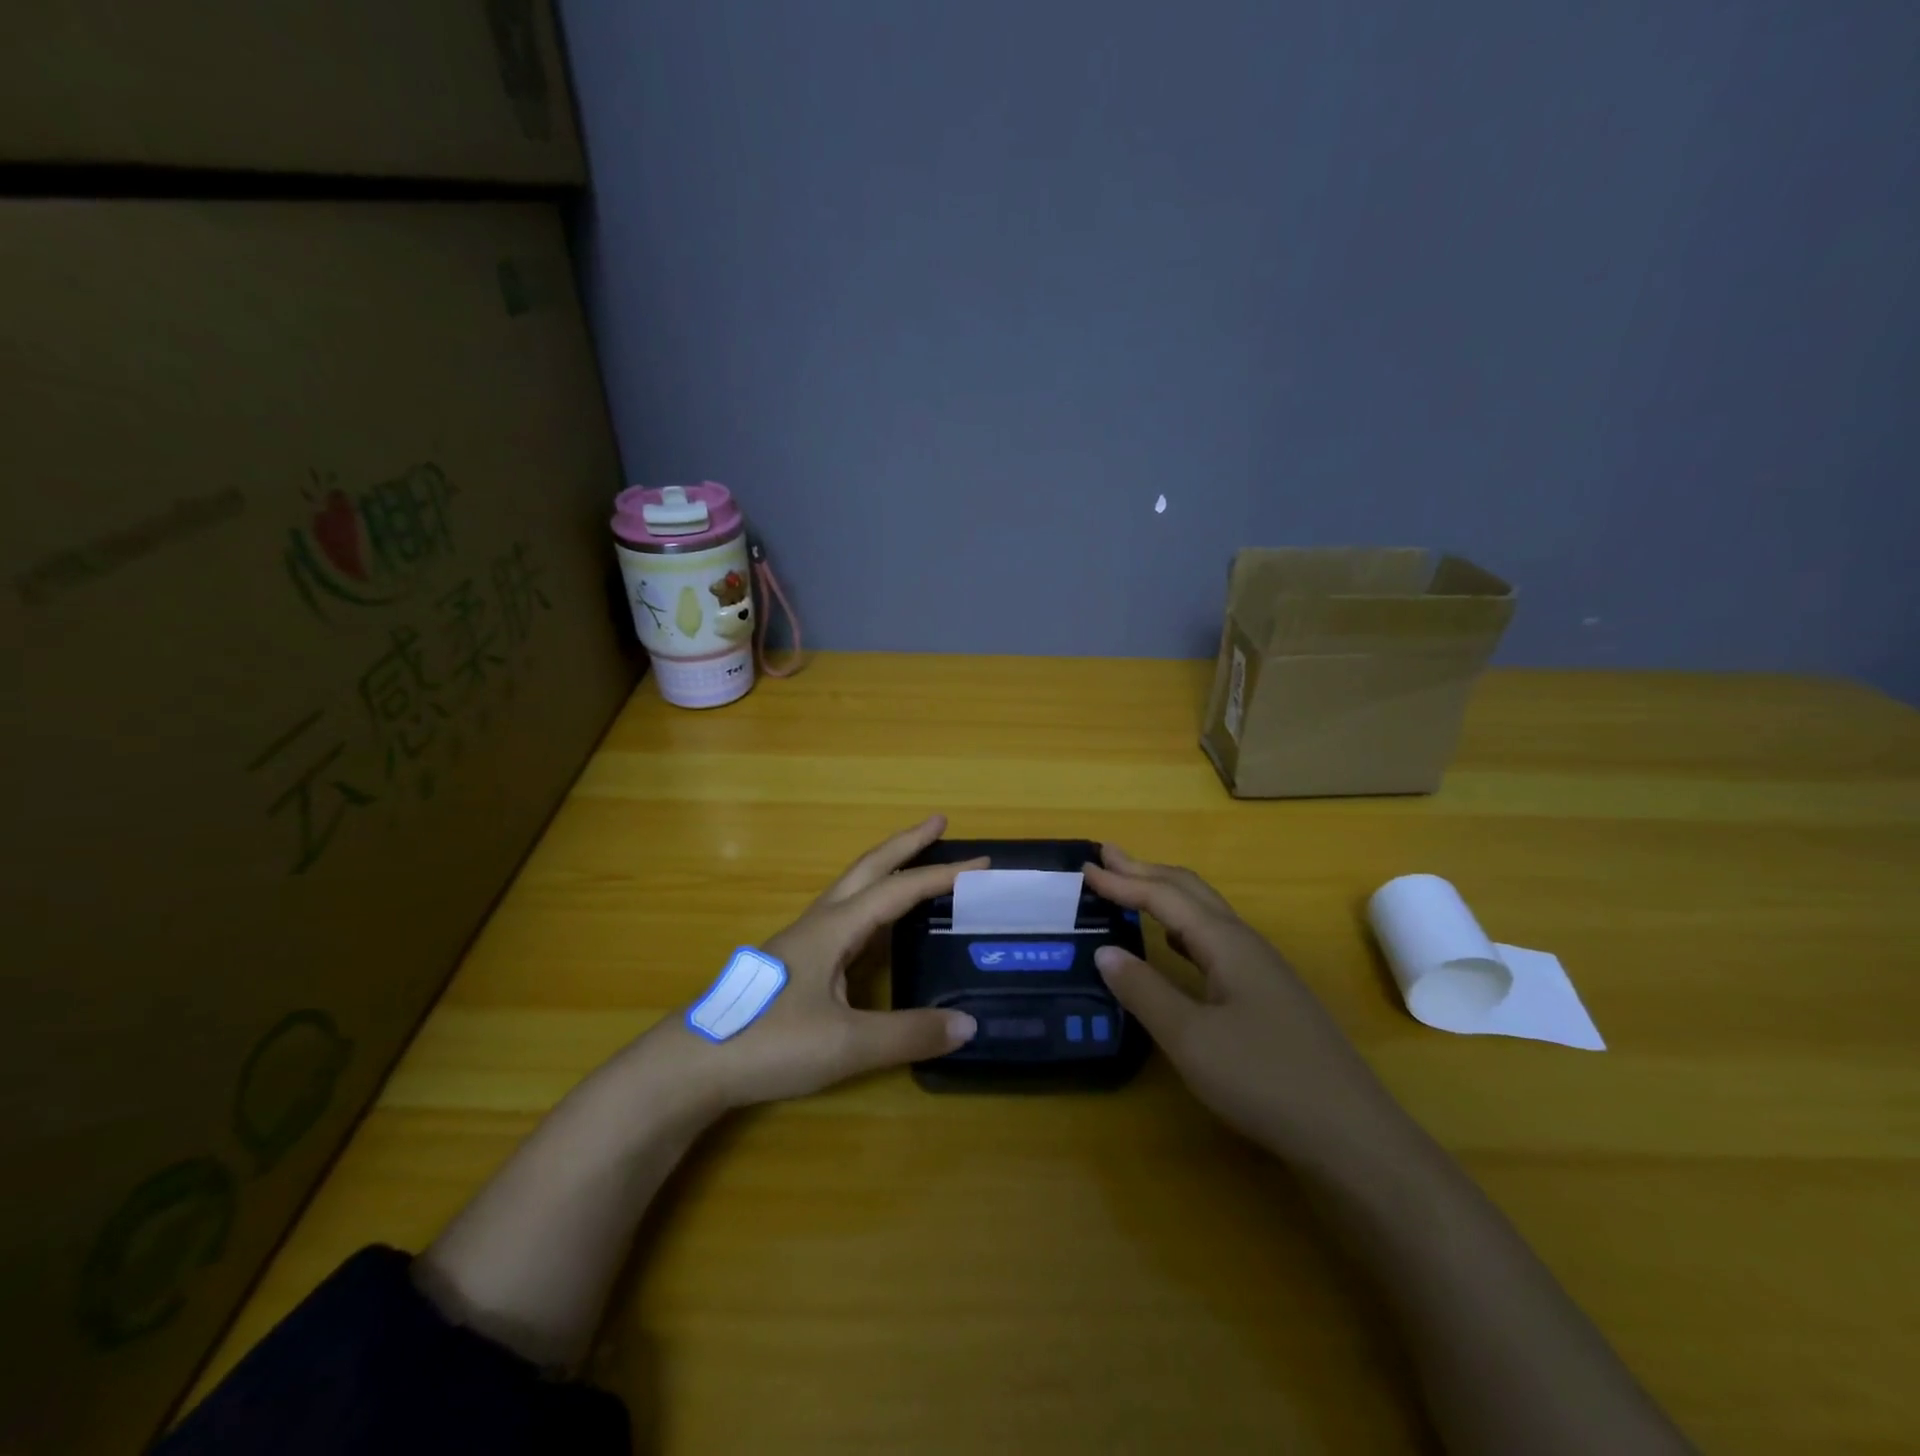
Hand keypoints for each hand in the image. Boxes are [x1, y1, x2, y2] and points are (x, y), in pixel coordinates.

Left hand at [664, 815, 982, 1109]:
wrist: (692, 1065)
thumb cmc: (769, 1043)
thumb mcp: (847, 1044)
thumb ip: (908, 1033)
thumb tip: (968, 1024)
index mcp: (834, 928)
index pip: (898, 890)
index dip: (942, 876)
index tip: (981, 864)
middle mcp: (819, 923)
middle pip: (868, 868)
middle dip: (906, 843)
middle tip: (939, 822)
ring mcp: (802, 941)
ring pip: (852, 889)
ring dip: (886, 870)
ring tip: (915, 867)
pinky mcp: (793, 963)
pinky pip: (843, 916)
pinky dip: (871, 904)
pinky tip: (875, 929)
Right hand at [1085, 846, 1400, 1160]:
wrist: (1352, 1135)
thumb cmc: (1264, 1080)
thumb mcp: (1191, 1038)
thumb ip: (1144, 991)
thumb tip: (1104, 951)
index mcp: (1225, 943)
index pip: (1164, 896)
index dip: (1122, 881)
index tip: (1084, 867)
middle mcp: (1245, 943)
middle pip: (1189, 891)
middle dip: (1145, 871)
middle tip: (1106, 856)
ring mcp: (1262, 969)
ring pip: (1205, 914)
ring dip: (1165, 894)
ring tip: (1132, 889)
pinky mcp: (1268, 994)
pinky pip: (1215, 940)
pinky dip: (1183, 926)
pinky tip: (1175, 944)